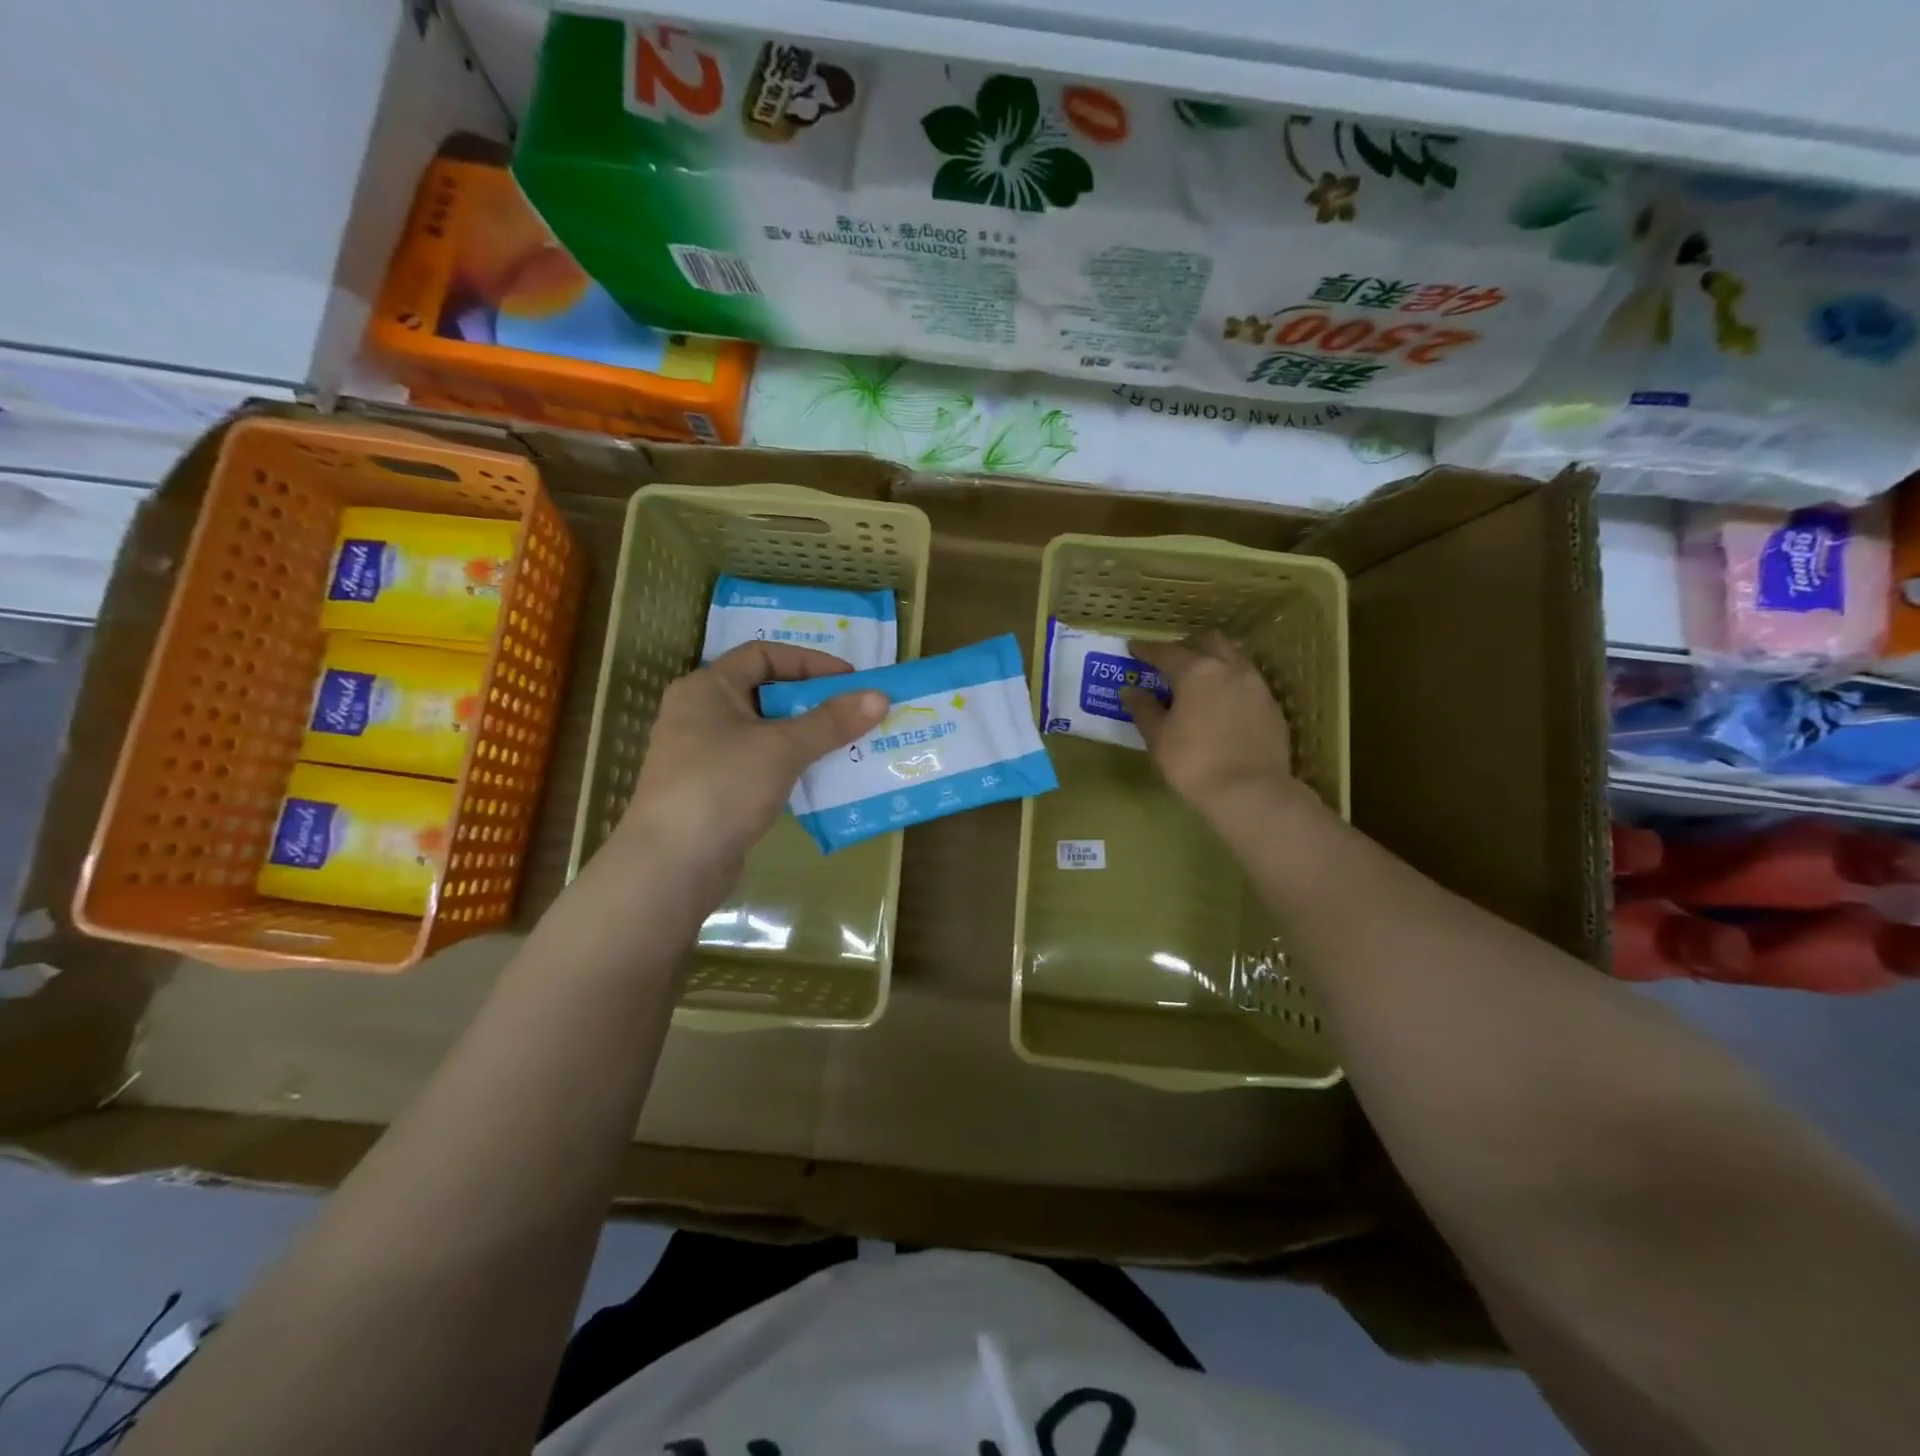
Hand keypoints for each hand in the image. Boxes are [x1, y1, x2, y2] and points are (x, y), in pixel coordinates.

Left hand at [615, 642, 886, 888]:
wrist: (672, 866)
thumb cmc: (722, 787)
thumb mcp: (782, 748)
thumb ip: (831, 721)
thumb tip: (879, 697)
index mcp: (706, 689)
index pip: (762, 655)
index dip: (809, 661)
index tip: (850, 679)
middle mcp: (700, 715)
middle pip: (765, 694)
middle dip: (813, 702)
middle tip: (856, 712)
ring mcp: (704, 756)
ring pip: (765, 734)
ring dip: (806, 737)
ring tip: (849, 745)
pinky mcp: (713, 792)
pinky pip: (760, 766)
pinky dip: (791, 766)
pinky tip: (822, 779)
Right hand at [1122, 633, 1307, 823]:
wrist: (1251, 791)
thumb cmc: (1194, 763)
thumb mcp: (1158, 738)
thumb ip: (1143, 709)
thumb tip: (1130, 690)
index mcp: (1196, 671)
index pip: (1166, 651)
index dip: (1147, 649)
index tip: (1134, 648)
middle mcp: (1229, 668)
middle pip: (1208, 642)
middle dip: (1187, 646)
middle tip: (1171, 661)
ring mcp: (1256, 684)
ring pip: (1233, 657)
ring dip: (1214, 660)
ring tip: (1199, 678)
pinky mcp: (1271, 705)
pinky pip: (1248, 680)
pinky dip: (1231, 682)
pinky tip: (1222, 702)